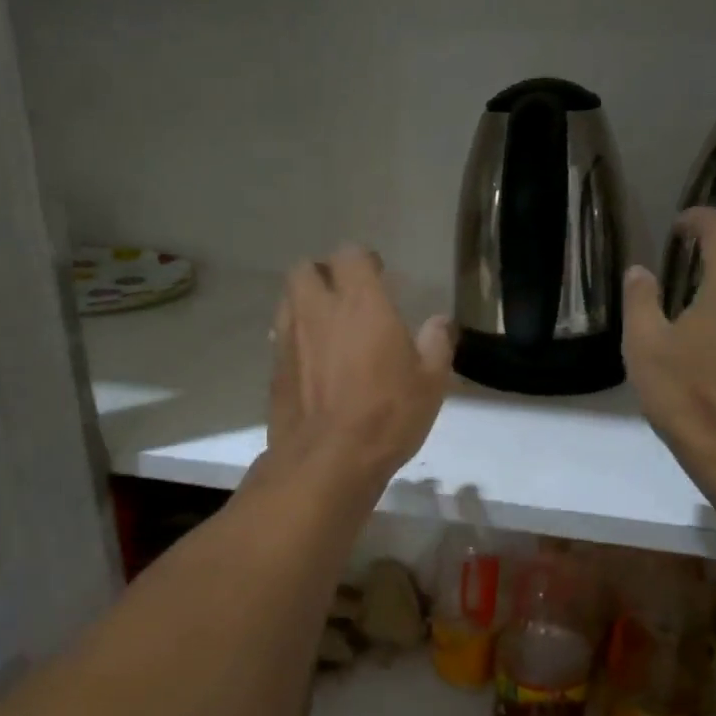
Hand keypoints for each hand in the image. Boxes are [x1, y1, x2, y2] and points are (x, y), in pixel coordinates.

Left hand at [267, 245, 453, 489]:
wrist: (327, 461)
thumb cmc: (386, 415)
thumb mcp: (430, 383)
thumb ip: (436, 344)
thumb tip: (441, 322)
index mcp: (359, 303)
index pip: (349, 255)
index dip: (363, 261)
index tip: (378, 275)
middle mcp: (317, 311)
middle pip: (305, 269)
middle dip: (323, 275)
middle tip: (345, 296)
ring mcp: (288, 339)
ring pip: (288, 300)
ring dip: (305, 304)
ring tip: (327, 327)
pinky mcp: (274, 369)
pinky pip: (281, 337)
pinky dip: (296, 339)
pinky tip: (313, 363)